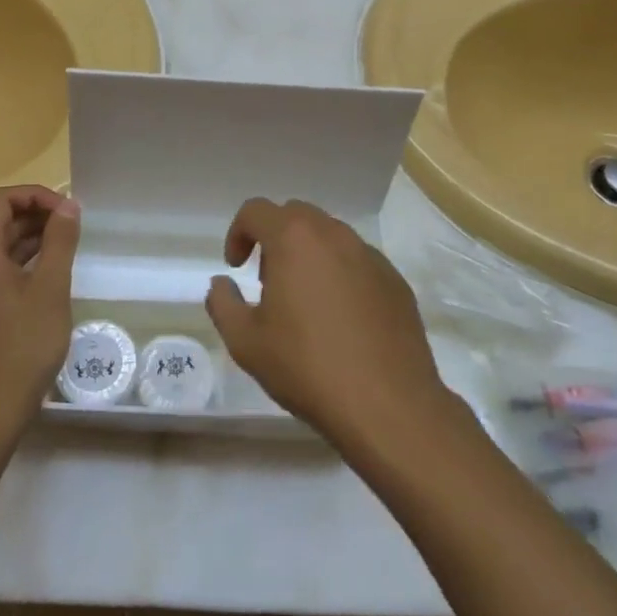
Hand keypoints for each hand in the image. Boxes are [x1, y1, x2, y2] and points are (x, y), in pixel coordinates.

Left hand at [0, 185, 80, 441]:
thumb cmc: (22, 346)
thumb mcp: (50, 290)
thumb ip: (59, 243)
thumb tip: (68, 205)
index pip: (1, 201)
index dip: (35, 195)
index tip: (68, 210)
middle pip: (0, 221)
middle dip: (36, 213)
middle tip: (74, 224)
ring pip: (3, 246)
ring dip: (34, 236)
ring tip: (69, 242)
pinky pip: (3, 270)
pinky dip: (28, 260)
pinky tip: (53, 273)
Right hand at [204, 198, 452, 451]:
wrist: (388, 405)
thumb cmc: (307, 367)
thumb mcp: (245, 342)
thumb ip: (223, 304)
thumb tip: (221, 284)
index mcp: (294, 239)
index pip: (256, 211)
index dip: (238, 233)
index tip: (235, 267)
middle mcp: (335, 235)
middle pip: (296, 215)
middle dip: (274, 238)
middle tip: (267, 281)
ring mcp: (370, 256)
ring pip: (330, 237)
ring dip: (308, 255)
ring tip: (303, 301)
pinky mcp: (395, 281)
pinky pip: (358, 262)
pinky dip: (340, 274)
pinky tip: (340, 319)